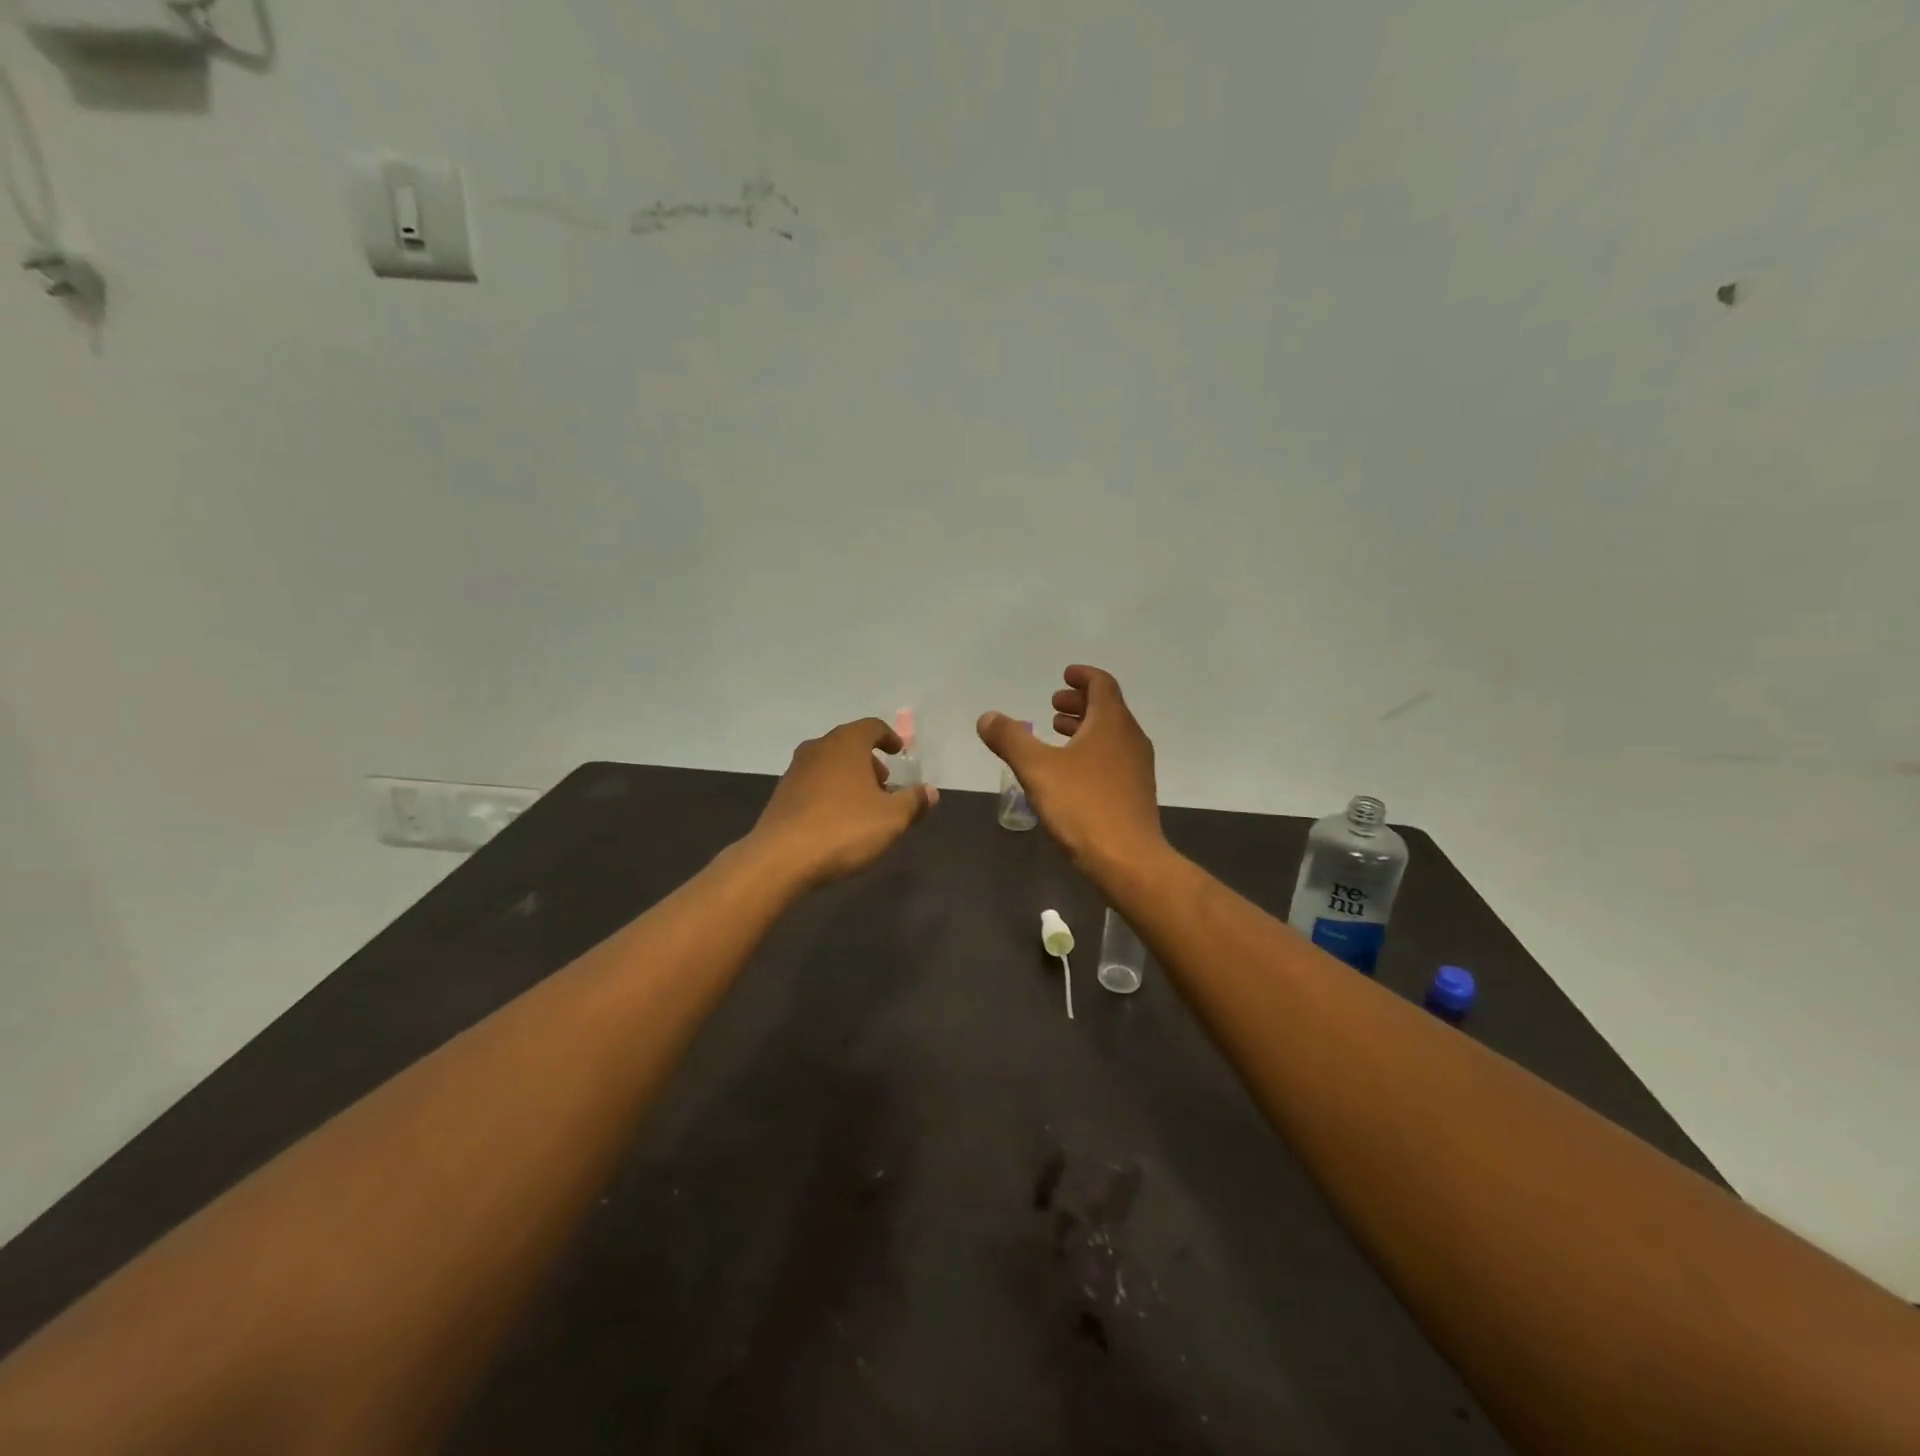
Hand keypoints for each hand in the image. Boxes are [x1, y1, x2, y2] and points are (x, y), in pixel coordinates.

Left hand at [750, 718, 938, 887]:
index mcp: (846, 744)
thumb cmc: (844, 829)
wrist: (781, 858)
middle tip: (885, 784)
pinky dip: (830, 791)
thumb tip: (930, 792)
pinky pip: (813, 783)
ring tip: (863, 805)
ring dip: (849, 777)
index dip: (889, 737)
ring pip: (829, 764)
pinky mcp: (781, 794)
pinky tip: (837, 819)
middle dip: (870, 761)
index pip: (872, 726)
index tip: (899, 752)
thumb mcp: (892, 818)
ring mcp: (795, 770)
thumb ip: (913, 801)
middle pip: (849, 744)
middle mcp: (818, 748)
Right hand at [977, 665, 1163, 873]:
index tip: (1064, 675)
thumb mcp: (1037, 769)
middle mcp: (1130, 738)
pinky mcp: (1136, 792)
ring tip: (1057, 732)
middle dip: (1079, 702)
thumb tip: (987, 717)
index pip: (1102, 684)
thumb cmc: (1083, 806)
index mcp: (1111, 723)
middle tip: (1053, 704)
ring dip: (1084, 727)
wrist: (1129, 860)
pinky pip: (1113, 757)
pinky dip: (1091, 750)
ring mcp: (1137, 767)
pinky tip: (1071, 771)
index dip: (1082, 676)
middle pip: (1107, 708)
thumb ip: (1010, 739)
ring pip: (1110, 734)